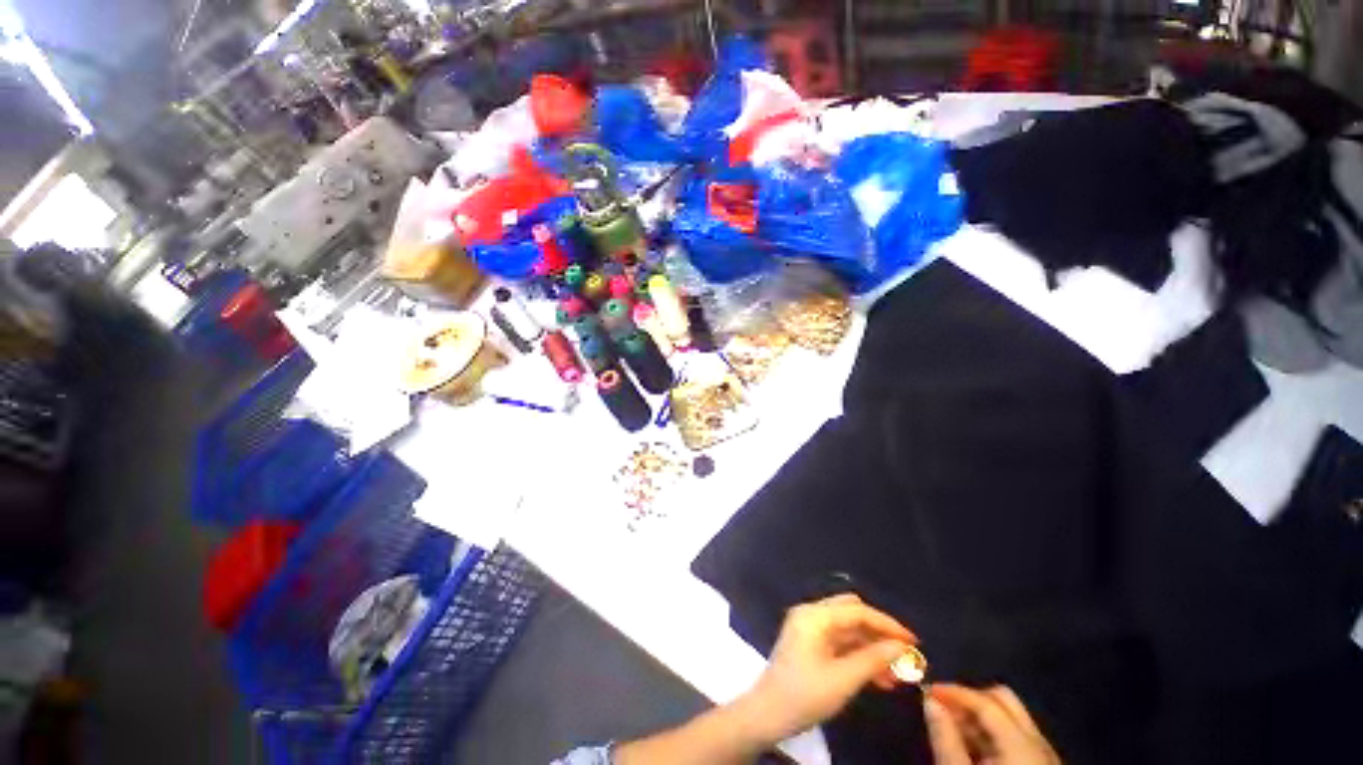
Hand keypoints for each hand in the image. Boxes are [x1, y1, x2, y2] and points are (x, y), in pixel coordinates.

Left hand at [739, 594, 916, 744]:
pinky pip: (840, 644)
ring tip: (898, 675)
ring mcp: (809, 629)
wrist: (767, 714)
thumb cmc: (804, 695)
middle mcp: (811, 615)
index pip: (857, 611)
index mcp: (815, 615)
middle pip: (852, 614)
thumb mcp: (843, 679)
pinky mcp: (810, 645)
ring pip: (848, 631)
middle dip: (880, 633)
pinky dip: (859, 657)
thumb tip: (901, 647)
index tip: (914, 642)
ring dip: (872, 649)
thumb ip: (873, 659)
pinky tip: (880, 678)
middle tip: (905, 655)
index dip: (887, 624)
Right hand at [924, 684, 1060, 764]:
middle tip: (942, 708)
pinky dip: (993, 735)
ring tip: (953, 729)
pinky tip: (974, 749)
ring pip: (1013, 719)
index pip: (987, 702)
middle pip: (1005, 702)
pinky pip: (1018, 738)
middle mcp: (1041, 745)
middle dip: (970, 699)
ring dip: (980, 717)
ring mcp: (1047, 759)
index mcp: (1023, 746)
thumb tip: (929, 700)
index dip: (955, 692)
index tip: (927, 691)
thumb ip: (945, 737)